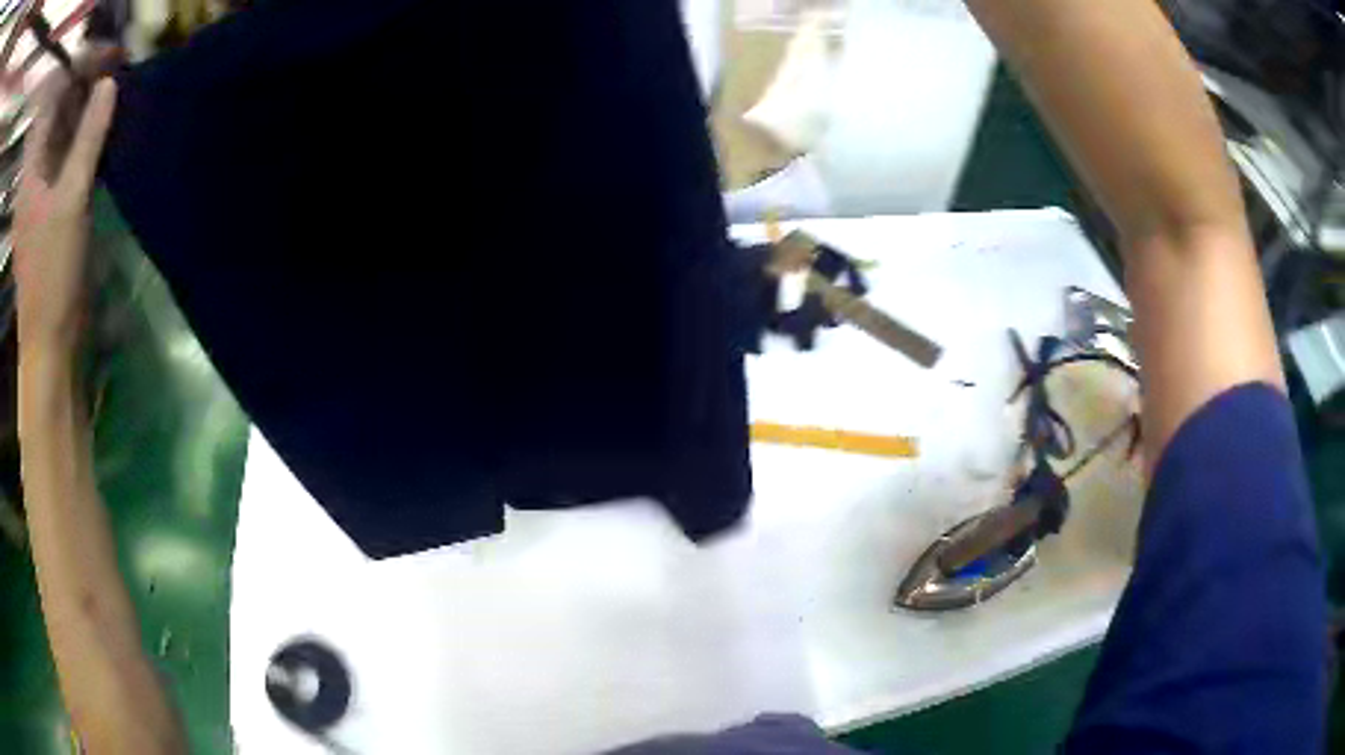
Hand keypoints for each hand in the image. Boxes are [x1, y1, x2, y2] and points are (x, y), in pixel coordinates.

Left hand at [12, 72, 116, 358]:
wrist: (48, 340)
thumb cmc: (50, 276)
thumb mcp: (70, 203)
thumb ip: (88, 139)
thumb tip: (109, 81)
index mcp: (32, 171)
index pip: (58, 102)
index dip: (82, 70)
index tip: (110, 56)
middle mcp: (35, 172)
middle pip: (60, 111)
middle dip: (86, 83)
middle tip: (117, 65)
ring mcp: (41, 187)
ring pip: (64, 129)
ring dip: (86, 108)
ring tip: (113, 87)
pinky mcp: (50, 202)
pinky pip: (67, 152)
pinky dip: (84, 134)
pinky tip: (102, 124)